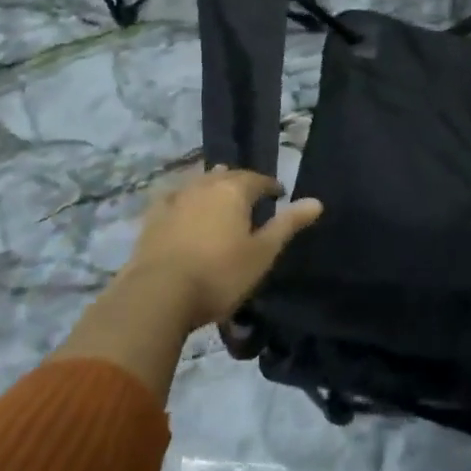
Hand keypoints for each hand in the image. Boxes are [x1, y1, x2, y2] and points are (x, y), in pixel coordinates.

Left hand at [123, 165, 322, 330]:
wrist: (158, 295)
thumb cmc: (219, 274)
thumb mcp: (262, 253)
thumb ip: (288, 224)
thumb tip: (316, 201)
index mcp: (234, 190)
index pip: (258, 179)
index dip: (271, 186)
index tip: (279, 196)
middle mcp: (205, 185)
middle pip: (228, 176)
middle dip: (241, 183)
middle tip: (250, 200)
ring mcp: (176, 198)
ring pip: (199, 182)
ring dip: (212, 187)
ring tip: (219, 201)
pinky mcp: (153, 216)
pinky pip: (173, 197)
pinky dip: (184, 199)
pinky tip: (182, 208)